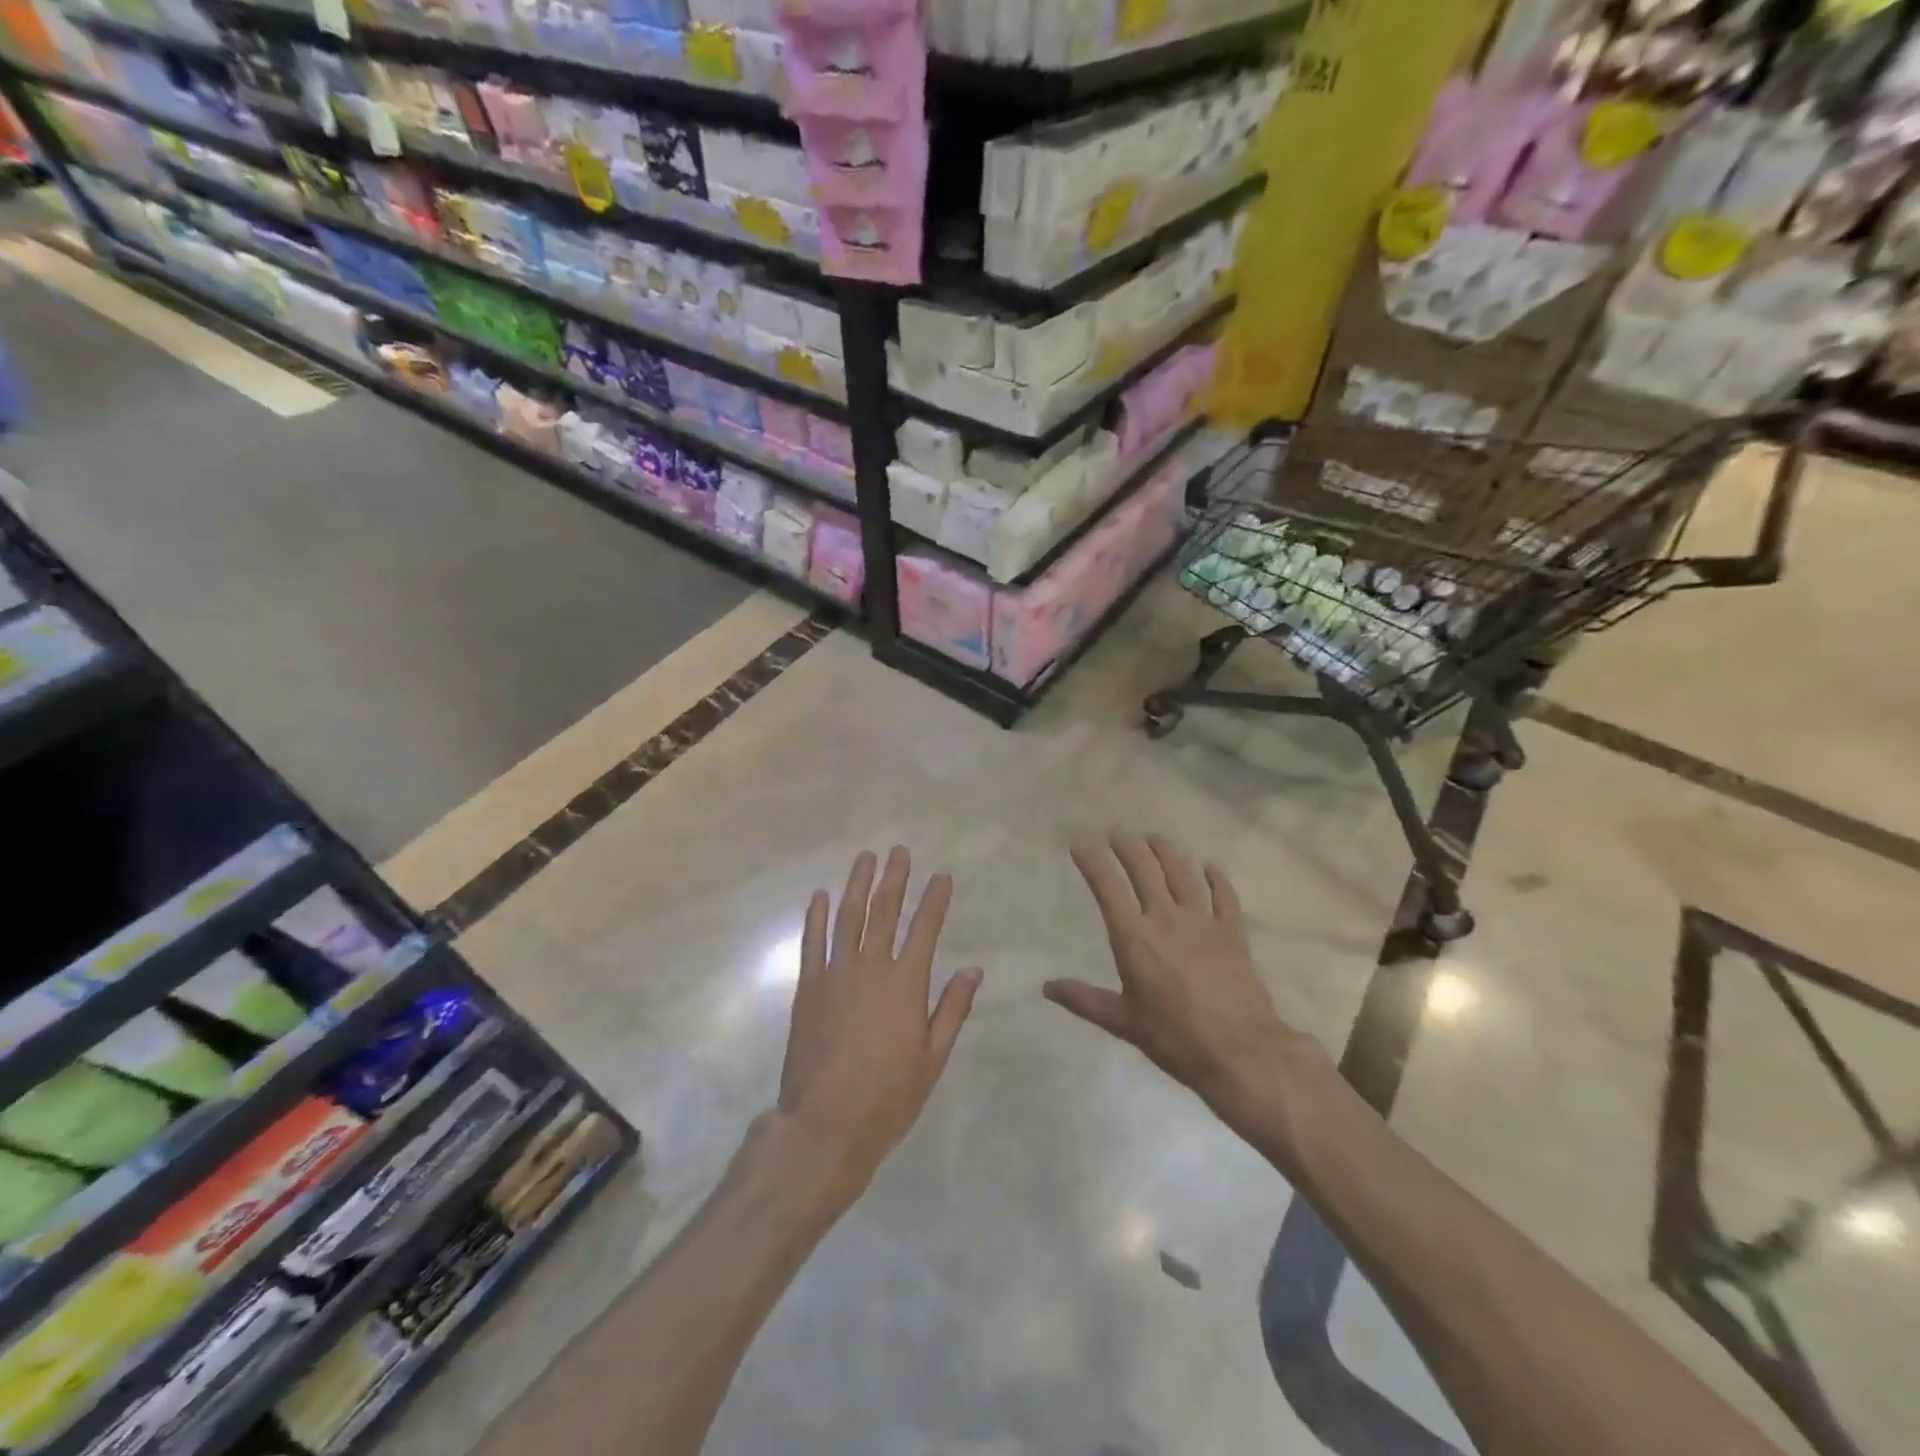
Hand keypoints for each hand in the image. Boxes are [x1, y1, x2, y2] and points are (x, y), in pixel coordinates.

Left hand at [777, 848, 980, 1200]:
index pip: (924, 929)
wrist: (825, 1124)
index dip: (934, 900)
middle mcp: (871, 968)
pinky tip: (820, 896)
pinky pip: (812, 942)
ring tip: (865, 858)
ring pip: (848, 918)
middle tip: (898, 851)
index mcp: (906, 984)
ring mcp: (835, 974)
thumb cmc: (888, 1096)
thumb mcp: (932, 1058)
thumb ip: (952, 1009)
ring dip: (857, 885)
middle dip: (894, 878)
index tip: (941, 876)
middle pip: (884, 912)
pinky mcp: (808, 988)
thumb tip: (973, 970)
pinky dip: (817, 917)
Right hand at [1045, 835, 1330, 1153]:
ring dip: (1167, 853)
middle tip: (1118, 835)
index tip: (1080, 846)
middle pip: (1145, 870)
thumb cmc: (1175, 1038)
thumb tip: (1047, 987)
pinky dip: (1217, 879)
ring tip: (1155, 839)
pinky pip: (1224, 896)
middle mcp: (1166, 919)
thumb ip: (1084, 1000)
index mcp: (1134, 938)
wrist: (1241, 1051)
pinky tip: (1210, 867)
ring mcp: (1203, 922)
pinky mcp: (1232, 933)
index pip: (1107, 888)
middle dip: (1128, 848)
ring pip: (1182, 874)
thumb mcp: (1123, 1022)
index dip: (1092, 863)